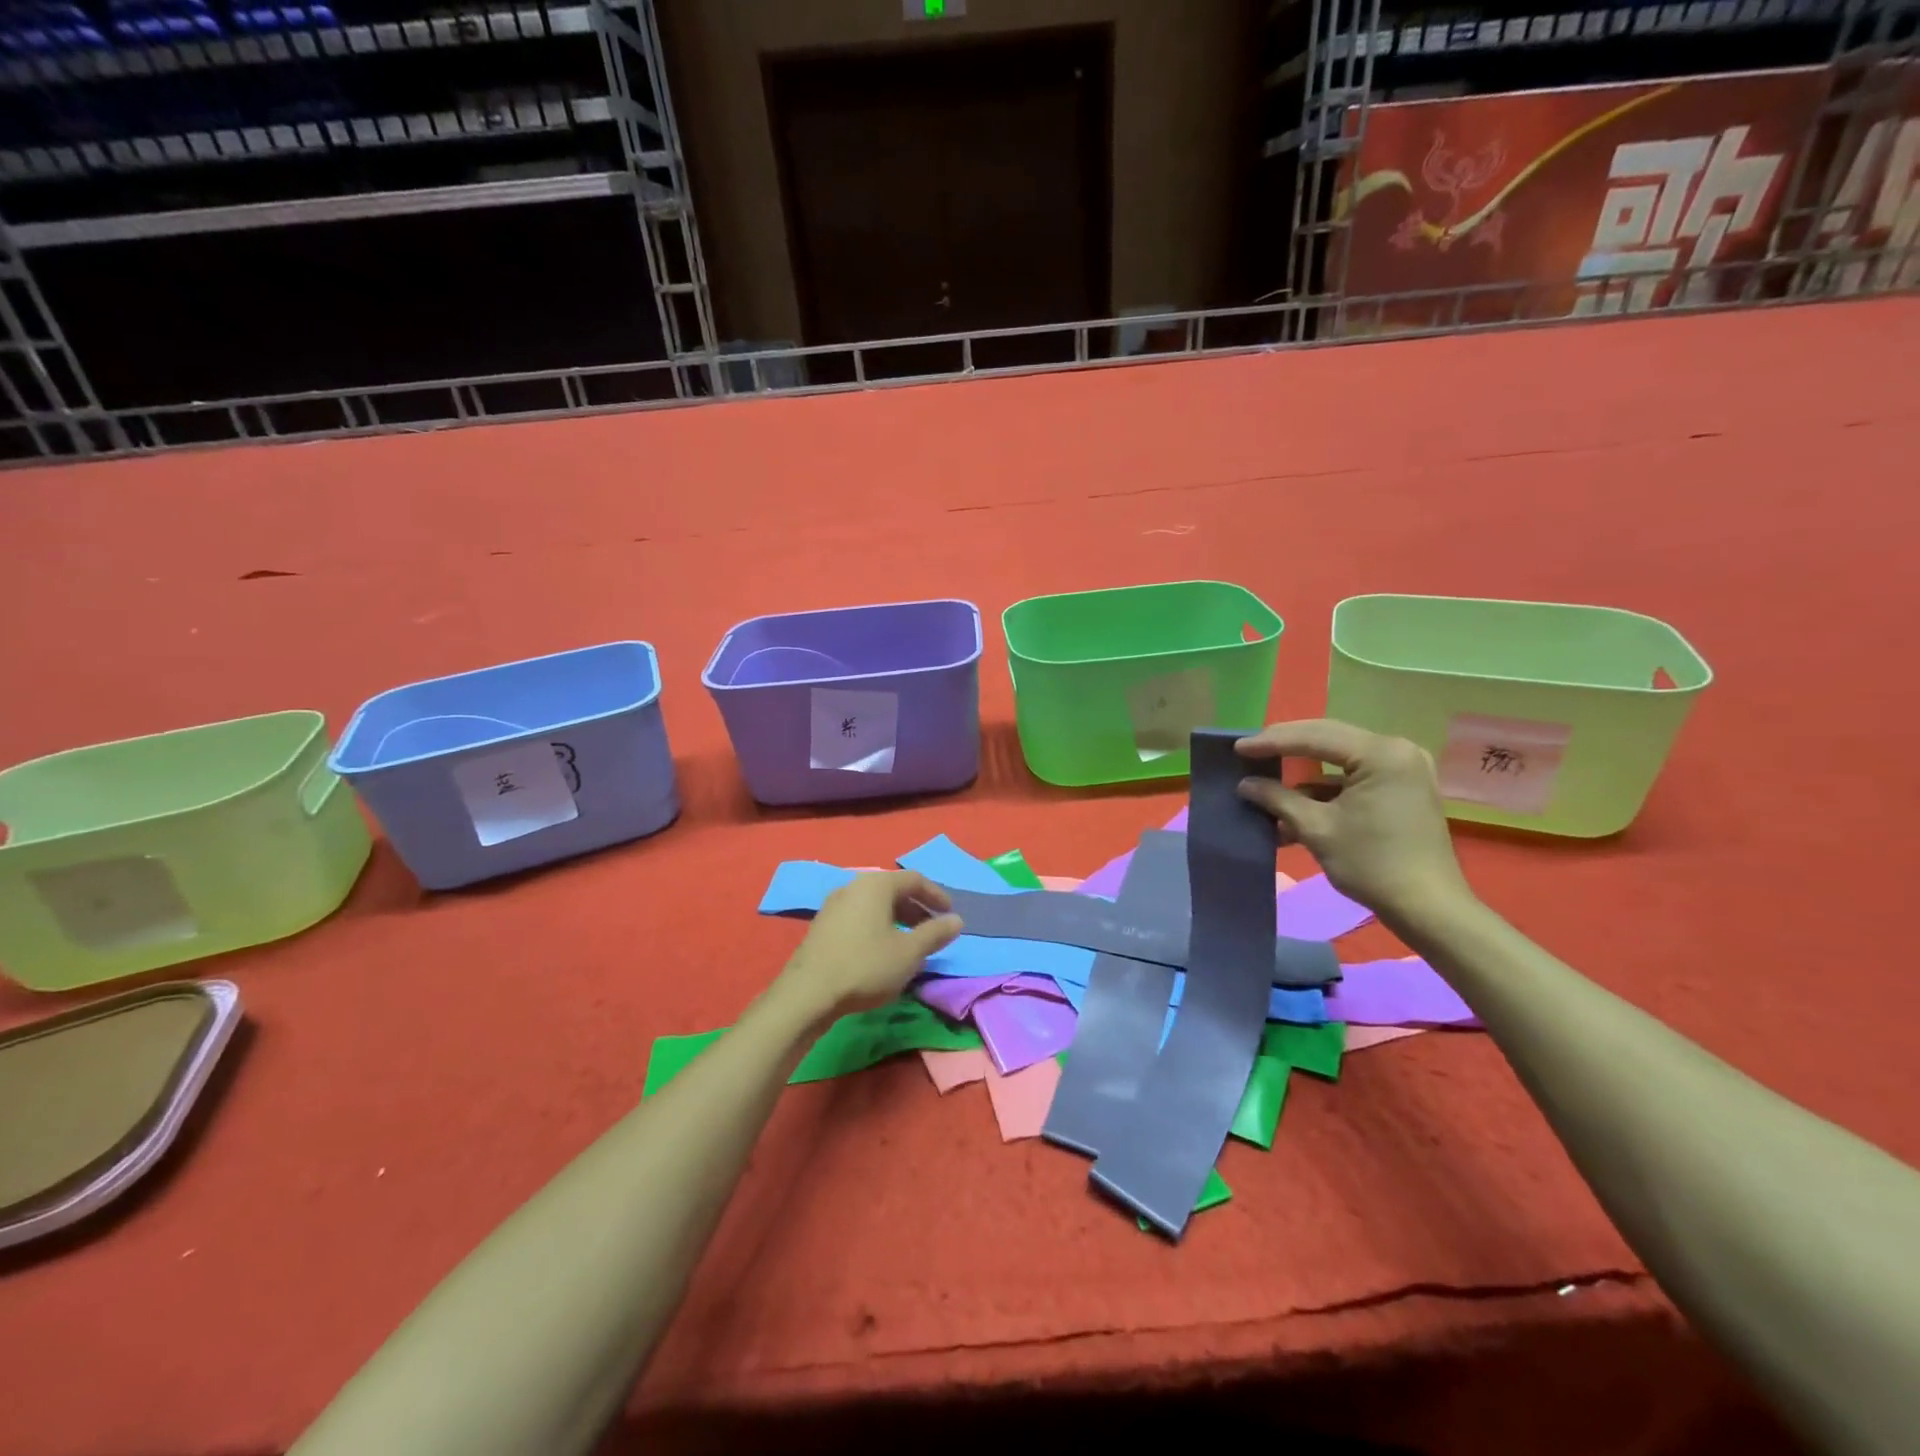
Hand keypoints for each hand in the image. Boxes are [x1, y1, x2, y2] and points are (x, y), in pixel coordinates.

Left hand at [776, 871, 963, 1017]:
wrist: (808, 994)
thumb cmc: (865, 966)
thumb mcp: (910, 952)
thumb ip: (935, 933)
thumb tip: (956, 919)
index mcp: (876, 885)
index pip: (914, 879)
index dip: (937, 895)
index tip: (950, 914)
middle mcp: (853, 886)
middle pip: (893, 890)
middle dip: (916, 909)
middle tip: (932, 930)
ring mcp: (833, 905)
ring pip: (874, 905)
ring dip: (897, 919)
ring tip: (910, 943)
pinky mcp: (822, 926)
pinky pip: (858, 917)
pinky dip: (877, 927)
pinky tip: (881, 952)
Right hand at [1235, 718, 1472, 924]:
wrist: (1428, 908)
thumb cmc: (1372, 864)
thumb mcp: (1316, 829)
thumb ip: (1278, 799)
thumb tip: (1245, 785)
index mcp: (1381, 754)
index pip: (1315, 737)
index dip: (1271, 741)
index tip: (1238, 748)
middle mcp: (1397, 751)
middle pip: (1328, 739)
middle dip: (1286, 748)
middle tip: (1249, 752)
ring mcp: (1402, 769)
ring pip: (1338, 760)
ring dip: (1303, 775)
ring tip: (1266, 783)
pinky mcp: (1401, 789)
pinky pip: (1353, 777)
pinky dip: (1324, 791)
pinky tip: (1294, 808)